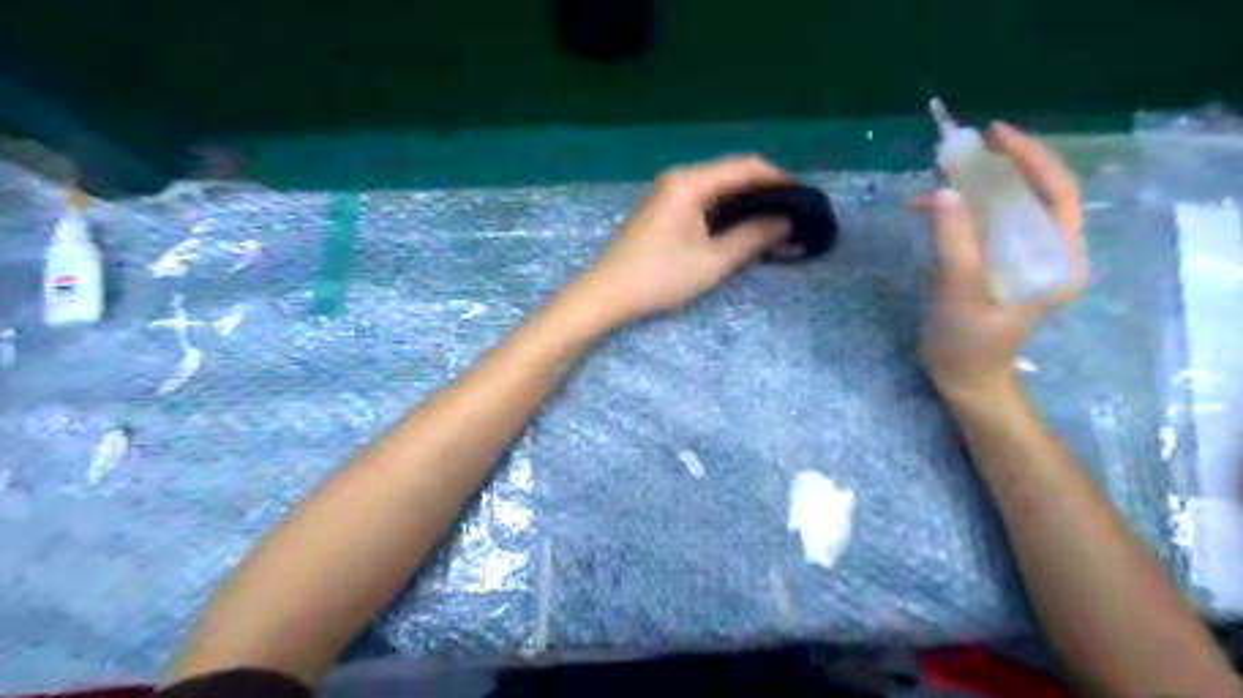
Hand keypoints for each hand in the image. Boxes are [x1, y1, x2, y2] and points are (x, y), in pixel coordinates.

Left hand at [570, 156, 790, 324]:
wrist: (606, 294)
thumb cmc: (658, 276)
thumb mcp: (712, 261)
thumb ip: (752, 237)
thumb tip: (785, 222)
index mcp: (690, 182)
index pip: (746, 166)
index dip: (779, 179)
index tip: (805, 198)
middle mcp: (678, 179)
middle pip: (731, 175)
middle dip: (764, 193)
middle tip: (792, 216)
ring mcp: (666, 194)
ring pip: (717, 190)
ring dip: (745, 205)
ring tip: (773, 225)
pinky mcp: (661, 212)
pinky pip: (702, 203)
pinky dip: (724, 214)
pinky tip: (740, 231)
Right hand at [916, 124, 1084, 399]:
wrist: (961, 377)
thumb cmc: (967, 343)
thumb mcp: (959, 293)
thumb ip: (955, 243)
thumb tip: (945, 193)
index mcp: (1058, 259)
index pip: (1057, 193)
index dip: (1030, 159)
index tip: (996, 135)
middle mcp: (1047, 252)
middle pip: (1030, 194)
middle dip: (995, 169)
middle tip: (959, 152)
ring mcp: (1020, 258)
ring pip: (1002, 207)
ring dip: (970, 190)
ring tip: (935, 178)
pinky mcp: (995, 263)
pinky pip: (981, 225)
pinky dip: (955, 213)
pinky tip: (924, 209)